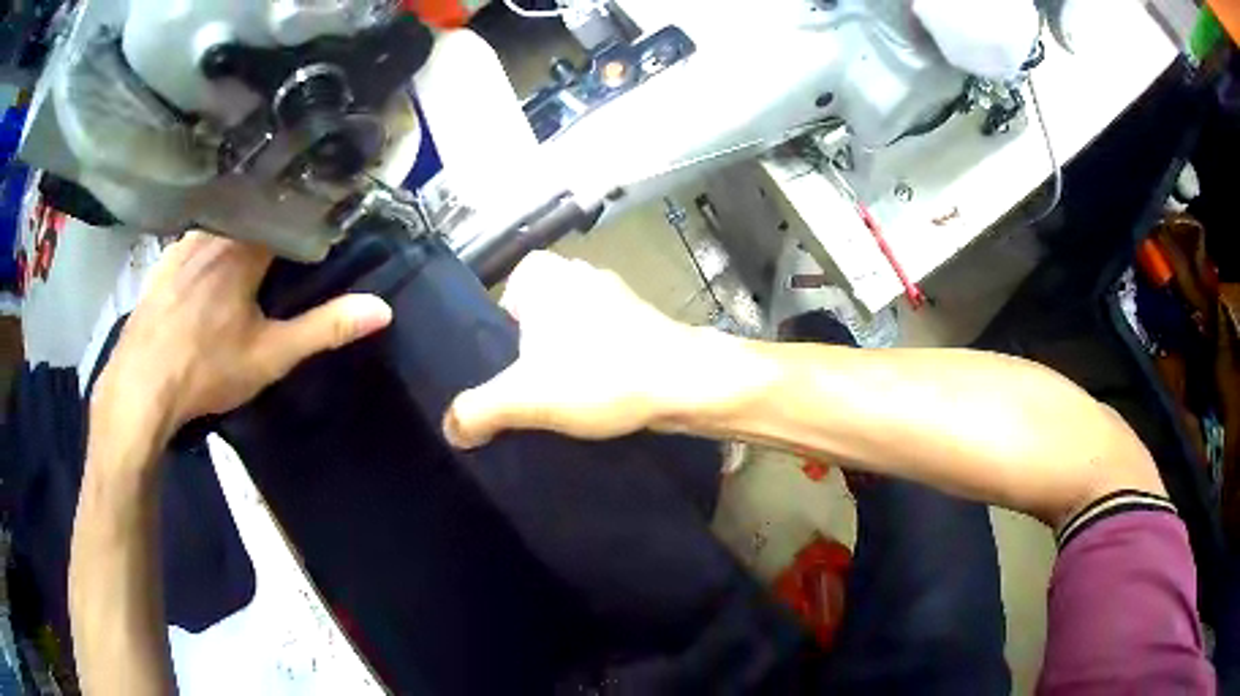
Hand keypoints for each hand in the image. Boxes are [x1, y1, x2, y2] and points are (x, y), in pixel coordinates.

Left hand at [93, 233, 391, 438]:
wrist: (141, 385)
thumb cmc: (206, 368)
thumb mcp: (271, 355)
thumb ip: (324, 328)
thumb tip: (381, 308)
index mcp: (246, 247)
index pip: (287, 211)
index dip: (308, 214)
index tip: (326, 217)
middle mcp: (215, 233)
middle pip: (253, 212)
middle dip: (274, 220)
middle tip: (289, 235)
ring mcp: (184, 244)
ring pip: (222, 222)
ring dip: (240, 228)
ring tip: (253, 240)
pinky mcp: (163, 262)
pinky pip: (194, 238)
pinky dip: (209, 240)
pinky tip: (209, 261)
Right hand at [444, 251, 767, 447]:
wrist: (686, 384)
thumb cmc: (600, 376)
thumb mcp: (524, 397)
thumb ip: (477, 410)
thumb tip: (452, 429)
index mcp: (544, 273)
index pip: (501, 303)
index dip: (501, 343)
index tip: (510, 376)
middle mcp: (578, 273)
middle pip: (534, 320)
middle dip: (532, 355)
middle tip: (532, 393)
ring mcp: (613, 294)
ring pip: (569, 332)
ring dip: (567, 363)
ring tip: (566, 400)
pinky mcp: (640, 320)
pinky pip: (600, 341)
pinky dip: (596, 365)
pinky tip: (599, 395)